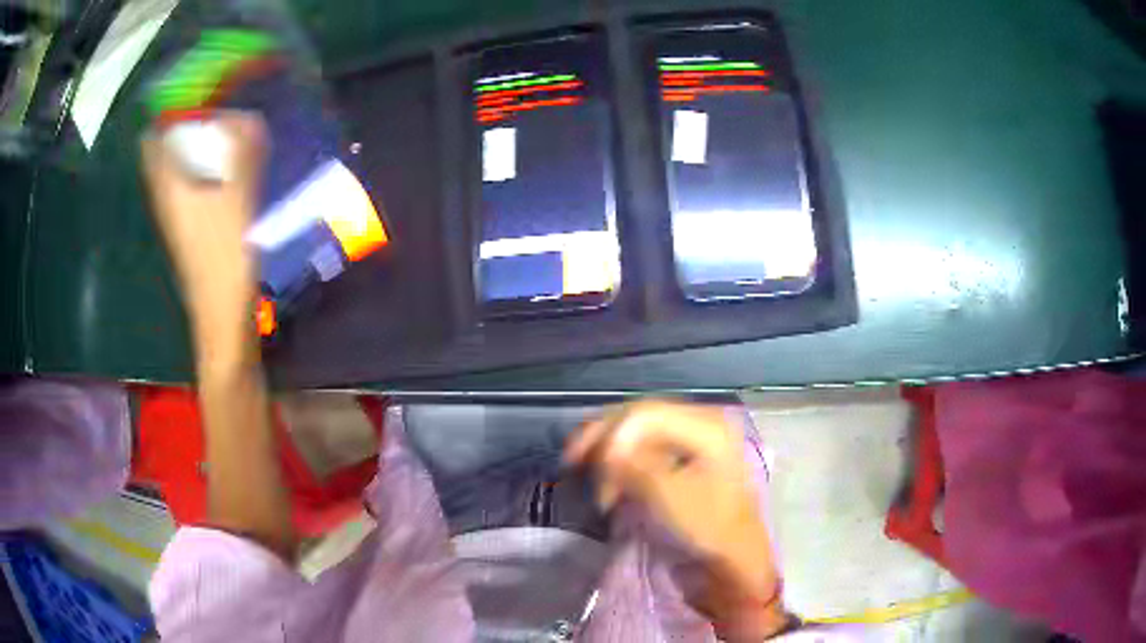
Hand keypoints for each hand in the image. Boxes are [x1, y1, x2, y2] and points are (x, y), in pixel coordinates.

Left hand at [140, 113, 265, 335]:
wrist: (222, 312)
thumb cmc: (224, 254)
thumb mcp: (239, 197)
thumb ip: (243, 154)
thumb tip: (249, 117)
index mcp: (169, 185)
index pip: (152, 141)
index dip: (165, 114)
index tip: (188, 94)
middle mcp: (165, 197)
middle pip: (162, 153)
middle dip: (181, 127)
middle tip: (209, 107)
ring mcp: (174, 216)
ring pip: (174, 170)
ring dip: (191, 148)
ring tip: (220, 131)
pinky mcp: (187, 229)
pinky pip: (186, 186)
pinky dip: (200, 169)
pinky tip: (224, 168)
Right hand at [565, 400, 786, 638]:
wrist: (732, 566)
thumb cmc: (708, 529)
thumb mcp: (669, 495)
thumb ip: (633, 464)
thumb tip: (602, 447)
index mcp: (707, 426)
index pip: (645, 413)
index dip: (610, 432)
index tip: (582, 462)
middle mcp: (700, 427)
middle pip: (640, 420)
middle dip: (605, 440)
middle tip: (573, 462)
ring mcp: (692, 447)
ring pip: (638, 437)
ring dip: (611, 457)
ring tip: (597, 486)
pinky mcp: (682, 467)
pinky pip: (644, 455)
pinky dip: (622, 467)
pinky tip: (608, 486)